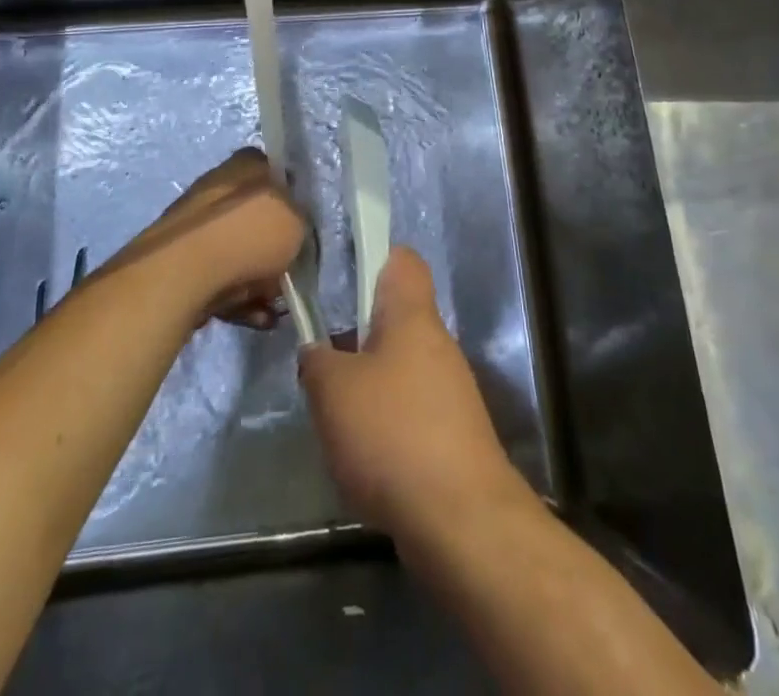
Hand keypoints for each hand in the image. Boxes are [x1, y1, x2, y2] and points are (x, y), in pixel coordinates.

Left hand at [113, 148, 305, 329]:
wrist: (185, 272)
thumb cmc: (249, 235)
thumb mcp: (298, 221)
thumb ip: (300, 220)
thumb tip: (292, 228)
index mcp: (246, 164)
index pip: (275, 173)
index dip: (291, 200)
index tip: (302, 228)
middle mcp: (219, 186)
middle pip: (257, 218)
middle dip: (274, 251)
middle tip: (289, 273)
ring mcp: (196, 224)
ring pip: (239, 252)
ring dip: (259, 281)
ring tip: (271, 308)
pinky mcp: (180, 260)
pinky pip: (220, 277)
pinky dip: (238, 298)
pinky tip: (254, 318)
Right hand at [300, 248, 531, 543]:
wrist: (462, 521)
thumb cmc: (393, 434)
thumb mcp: (332, 391)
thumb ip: (316, 360)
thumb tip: (317, 352)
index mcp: (412, 316)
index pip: (401, 259)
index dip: (372, 257)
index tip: (340, 276)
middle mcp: (437, 344)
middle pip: (394, 319)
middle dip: (356, 335)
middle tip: (321, 359)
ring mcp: (450, 391)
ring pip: (398, 368)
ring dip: (366, 385)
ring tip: (333, 413)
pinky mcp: (453, 435)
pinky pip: (410, 411)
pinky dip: (384, 425)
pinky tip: (361, 456)